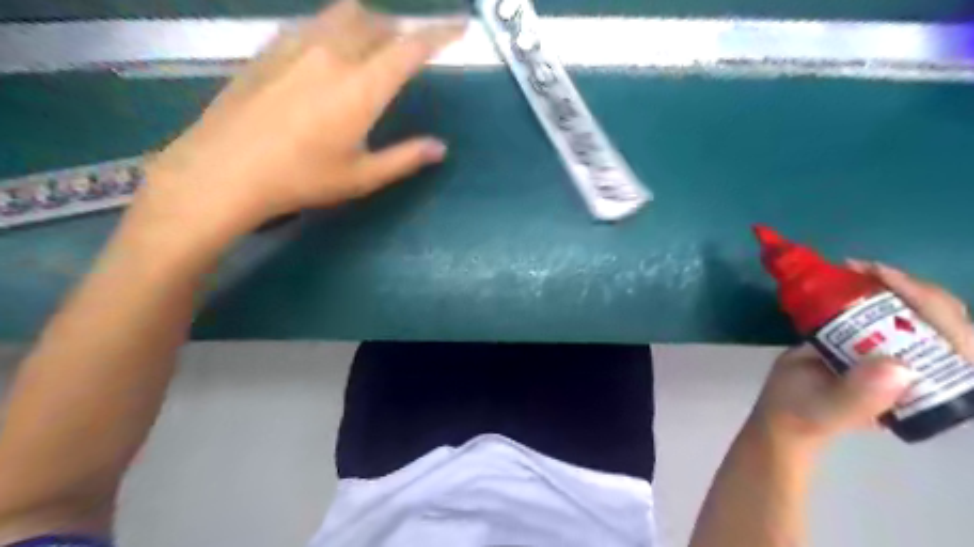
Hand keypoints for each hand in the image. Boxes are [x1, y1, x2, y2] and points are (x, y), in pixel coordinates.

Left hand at [133, 0, 463, 240]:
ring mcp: (297, 45)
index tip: (459, 27)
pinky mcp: (270, 48)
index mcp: (362, 87)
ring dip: (369, 23)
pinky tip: (331, 50)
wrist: (225, 170)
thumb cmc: (302, 178)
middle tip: (412, 48)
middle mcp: (333, 54)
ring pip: (343, 14)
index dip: (439, 34)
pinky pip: (313, 22)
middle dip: (402, 29)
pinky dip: (335, 27)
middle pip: (377, 22)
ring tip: (375, 44)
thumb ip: (405, 158)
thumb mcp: (362, 176)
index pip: (410, 48)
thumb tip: (439, 148)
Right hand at [749, 264, 969, 449]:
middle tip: (873, 271)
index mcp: (928, 391)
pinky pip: (886, 305)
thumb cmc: (807, 413)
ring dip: (896, 284)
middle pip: (945, 322)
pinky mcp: (871, 333)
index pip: (960, 350)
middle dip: (918, 292)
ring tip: (856, 267)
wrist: (781, 406)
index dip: (940, 313)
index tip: (897, 286)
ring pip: (919, 309)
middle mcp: (922, 366)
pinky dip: (872, 285)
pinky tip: (850, 272)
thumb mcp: (831, 410)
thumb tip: (898, 367)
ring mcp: (897, 347)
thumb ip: (860, 396)